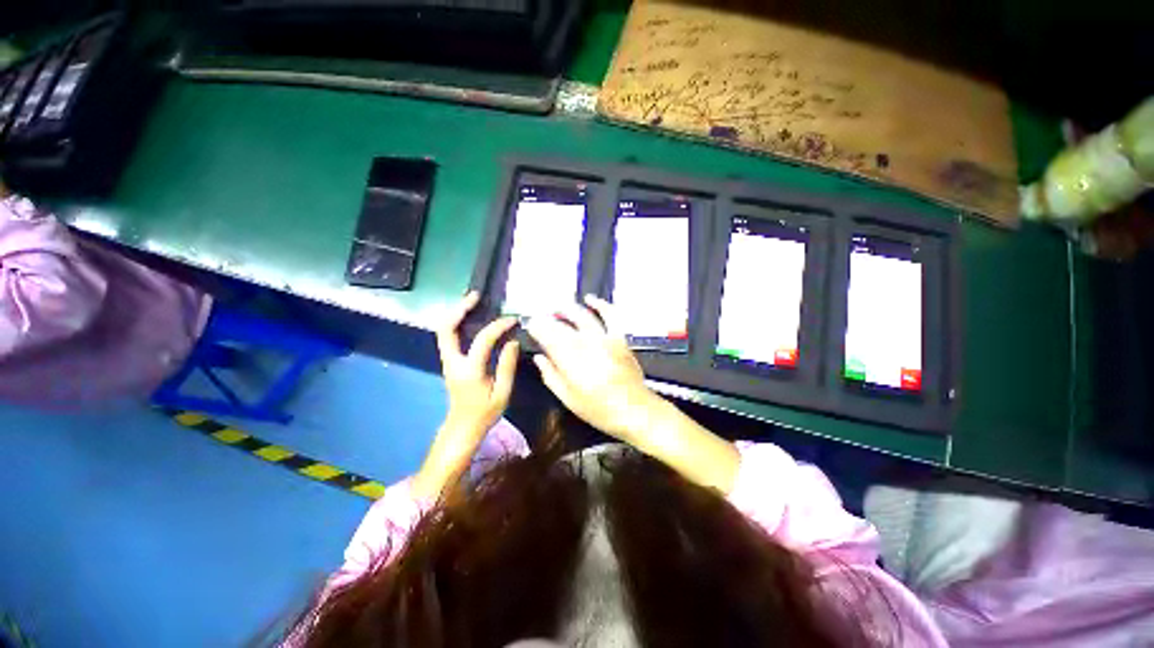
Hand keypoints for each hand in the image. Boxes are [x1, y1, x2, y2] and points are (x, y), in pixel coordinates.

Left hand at [414, 292, 517, 498]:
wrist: (462, 427)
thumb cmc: (485, 413)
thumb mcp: (502, 393)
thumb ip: (507, 366)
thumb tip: (512, 340)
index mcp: (469, 370)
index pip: (483, 340)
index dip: (498, 326)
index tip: (512, 320)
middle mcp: (453, 362)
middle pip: (446, 328)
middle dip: (459, 309)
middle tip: (476, 296)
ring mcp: (448, 361)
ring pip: (444, 330)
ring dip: (456, 313)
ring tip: (473, 301)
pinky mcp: (449, 361)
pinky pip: (449, 336)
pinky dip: (457, 322)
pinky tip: (471, 318)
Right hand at [525, 295, 663, 442]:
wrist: (634, 409)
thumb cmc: (598, 409)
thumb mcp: (568, 398)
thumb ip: (551, 375)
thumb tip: (539, 357)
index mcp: (570, 360)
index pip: (548, 337)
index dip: (537, 328)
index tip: (530, 325)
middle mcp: (585, 343)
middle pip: (562, 325)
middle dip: (548, 319)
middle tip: (540, 317)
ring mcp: (604, 337)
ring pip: (582, 316)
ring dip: (568, 309)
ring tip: (558, 307)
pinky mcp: (619, 337)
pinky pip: (609, 315)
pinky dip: (600, 305)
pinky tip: (590, 299)